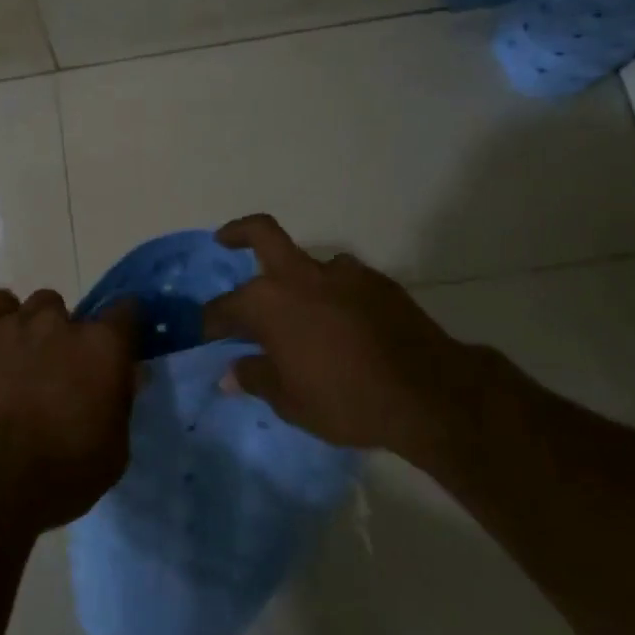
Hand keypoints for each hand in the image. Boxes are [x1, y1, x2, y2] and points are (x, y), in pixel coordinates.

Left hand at [0, 287, 139, 531]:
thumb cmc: (58, 475)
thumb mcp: (112, 453)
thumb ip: (121, 404)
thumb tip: (126, 376)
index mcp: (103, 347)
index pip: (126, 311)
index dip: (121, 329)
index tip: (115, 351)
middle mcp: (62, 323)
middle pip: (72, 313)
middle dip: (68, 339)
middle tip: (58, 376)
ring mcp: (16, 321)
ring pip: (35, 307)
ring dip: (34, 329)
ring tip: (20, 365)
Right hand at [202, 214, 508, 466]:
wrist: (427, 392)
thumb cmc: (345, 400)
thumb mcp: (290, 401)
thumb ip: (255, 379)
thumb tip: (229, 372)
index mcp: (268, 303)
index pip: (225, 307)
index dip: (211, 322)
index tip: (206, 334)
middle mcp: (300, 276)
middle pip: (262, 234)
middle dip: (238, 233)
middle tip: (225, 241)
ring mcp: (342, 273)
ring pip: (309, 262)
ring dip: (298, 278)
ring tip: (302, 311)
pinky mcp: (377, 281)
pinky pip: (344, 281)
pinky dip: (334, 294)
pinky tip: (342, 323)